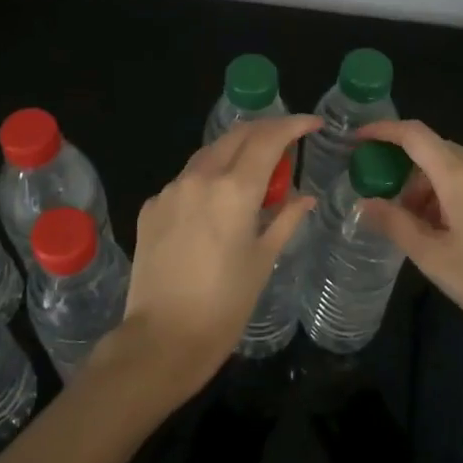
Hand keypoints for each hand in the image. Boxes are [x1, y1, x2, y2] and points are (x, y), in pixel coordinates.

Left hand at [100, 114, 321, 400]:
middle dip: (264, 131)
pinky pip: (185, 180)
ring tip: (254, 170)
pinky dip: (207, 179)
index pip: (268, 139)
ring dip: (234, 152)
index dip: (293, 125)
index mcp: (233, 189)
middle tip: (287, 141)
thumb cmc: (225, 304)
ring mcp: (170, 191)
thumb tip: (304, 196)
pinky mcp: (151, 207)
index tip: (312, 123)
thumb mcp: (263, 260)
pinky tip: (216, 202)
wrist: (162, 339)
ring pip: (208, 154)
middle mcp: (199, 178)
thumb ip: (285, 219)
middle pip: (236, 136)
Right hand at [355, 118, 462, 349]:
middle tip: (379, 199)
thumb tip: (365, 202)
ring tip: (411, 229)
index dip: (382, 130)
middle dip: (401, 169)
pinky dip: (446, 198)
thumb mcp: (436, 259)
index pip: (414, 134)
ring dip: (424, 189)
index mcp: (460, 175)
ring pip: (452, 171)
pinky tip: (443, 234)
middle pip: (432, 151)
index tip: (356, 141)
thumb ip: (396, 225)